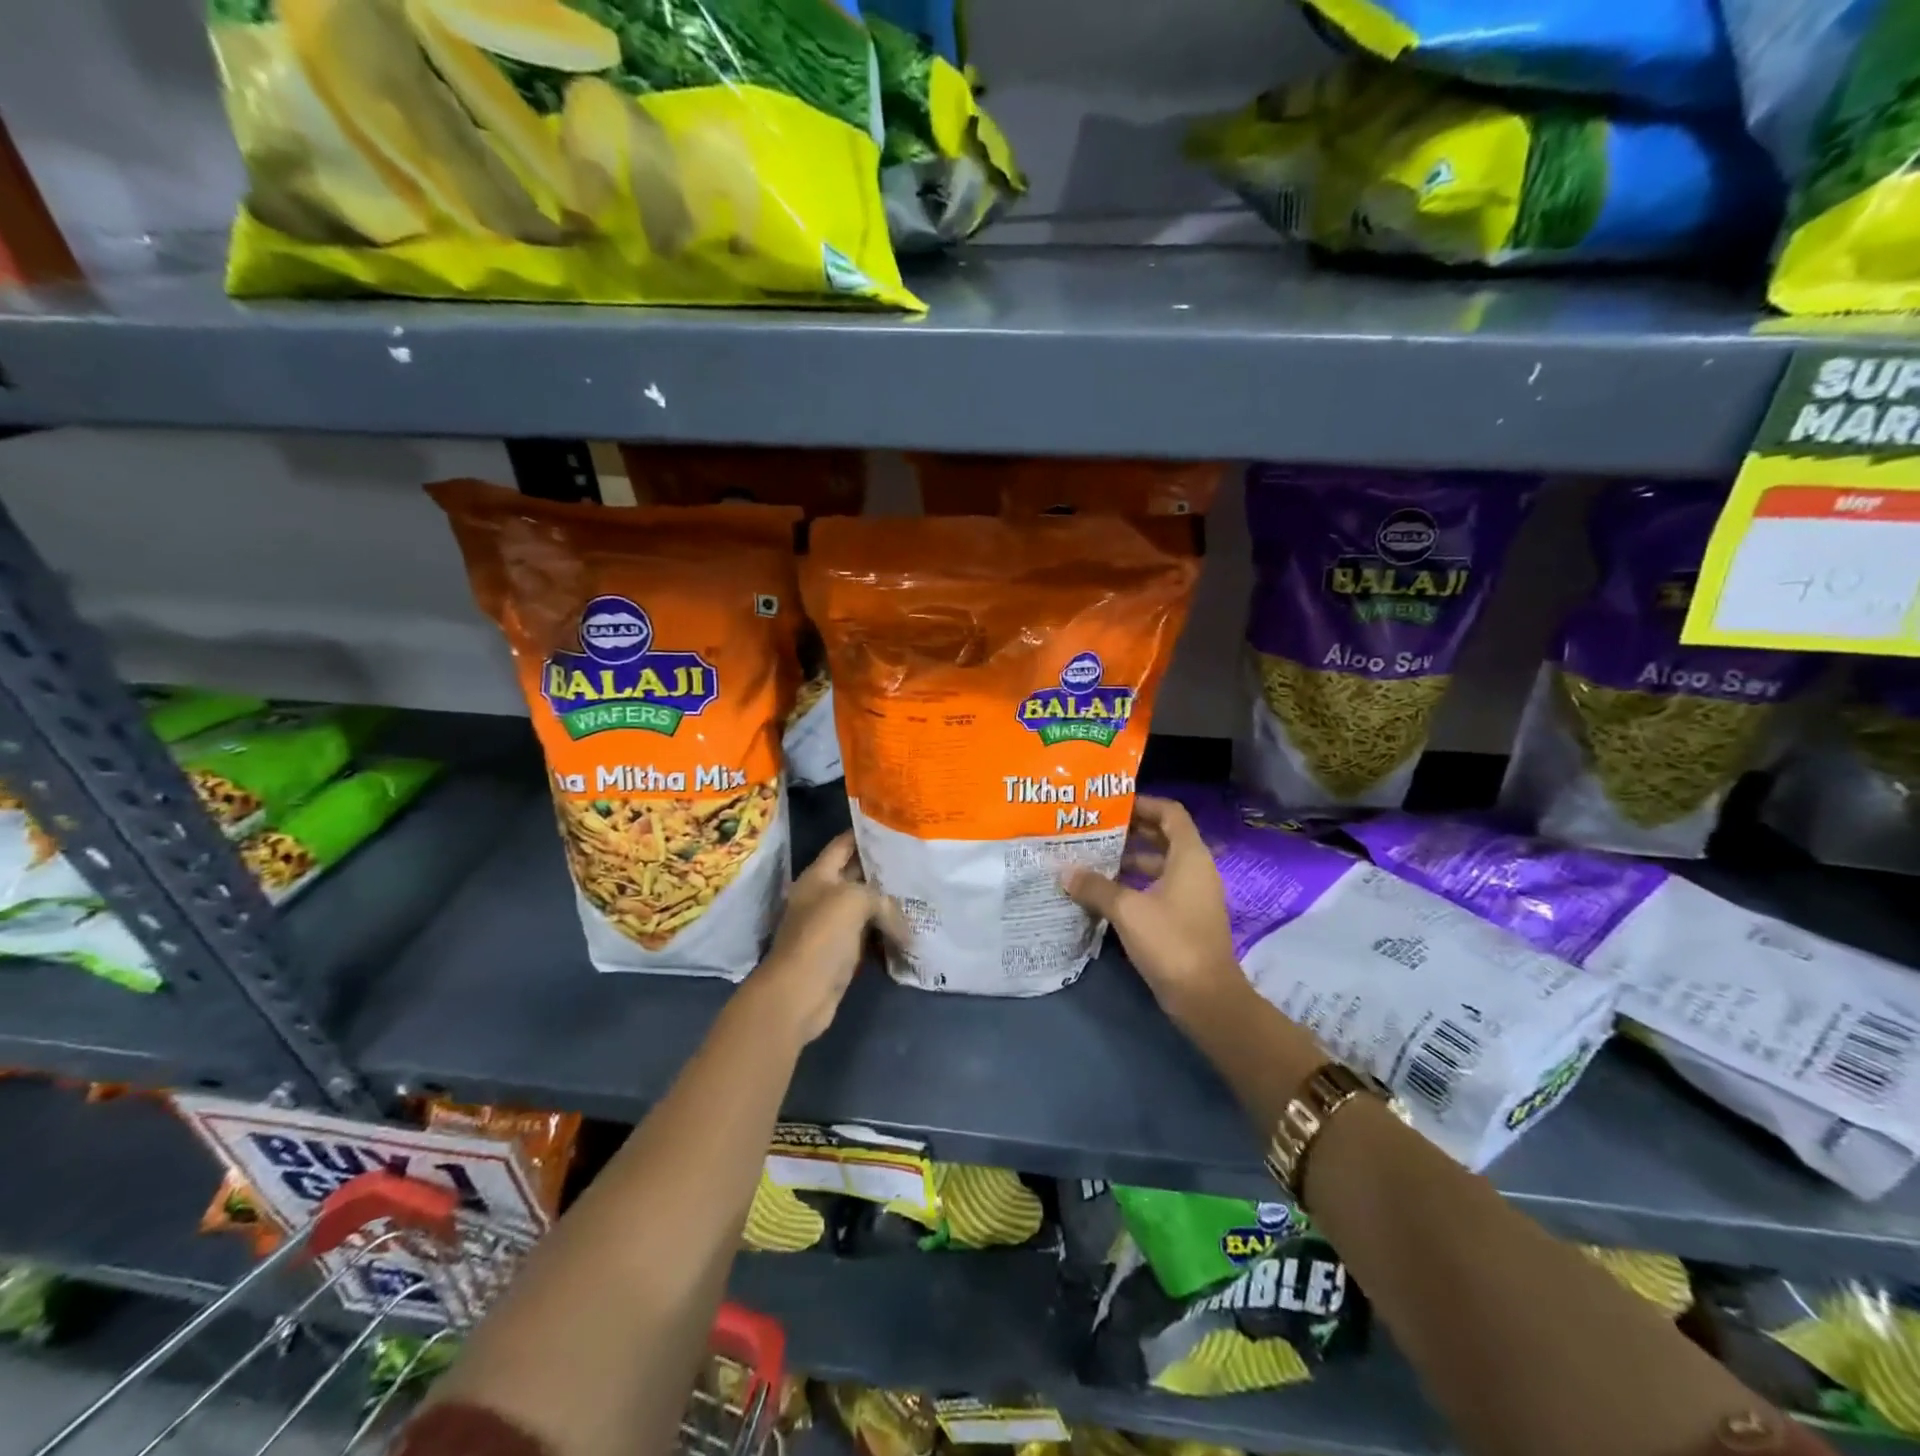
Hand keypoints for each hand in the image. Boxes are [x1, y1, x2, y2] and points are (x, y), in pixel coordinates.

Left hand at [750, 832, 904, 1043]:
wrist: (799, 993)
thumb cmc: (821, 936)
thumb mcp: (854, 901)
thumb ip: (882, 899)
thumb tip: (904, 925)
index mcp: (818, 875)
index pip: (843, 844)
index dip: (866, 833)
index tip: (897, 826)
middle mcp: (823, 896)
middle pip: (857, 875)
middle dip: (885, 869)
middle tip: (919, 861)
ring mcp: (832, 925)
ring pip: (866, 907)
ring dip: (890, 904)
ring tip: (922, 892)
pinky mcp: (842, 952)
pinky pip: (870, 934)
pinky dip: (888, 932)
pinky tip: (912, 928)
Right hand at [1063, 795, 1243, 1022]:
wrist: (1206, 997)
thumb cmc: (1171, 941)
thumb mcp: (1127, 910)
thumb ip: (1095, 887)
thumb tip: (1064, 872)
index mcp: (1190, 857)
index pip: (1170, 813)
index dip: (1144, 804)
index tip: (1112, 804)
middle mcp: (1196, 870)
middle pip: (1164, 837)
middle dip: (1131, 831)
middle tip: (1095, 829)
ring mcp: (1193, 896)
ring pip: (1160, 865)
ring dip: (1130, 860)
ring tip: (1093, 858)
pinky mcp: (1186, 919)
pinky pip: (1160, 888)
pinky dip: (1136, 884)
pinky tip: (1106, 892)